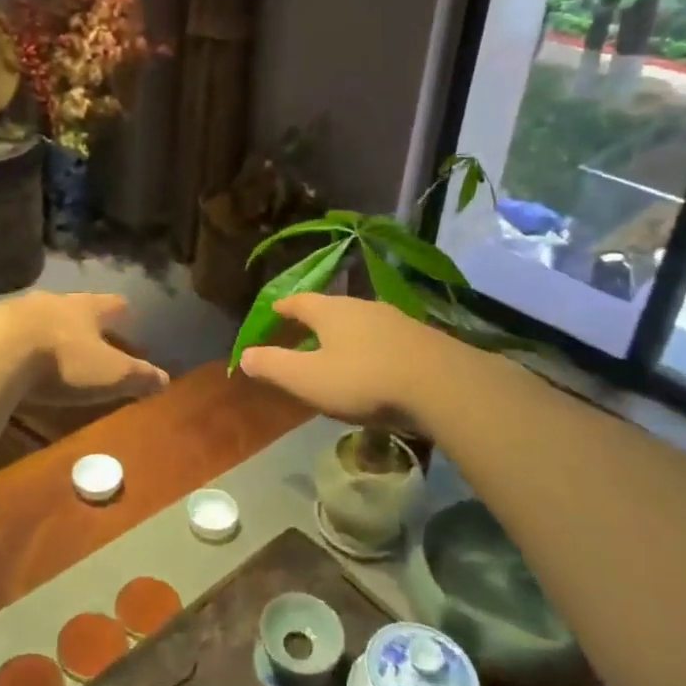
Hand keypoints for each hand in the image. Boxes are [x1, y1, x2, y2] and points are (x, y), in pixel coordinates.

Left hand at [3, 292, 169, 404]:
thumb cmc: (62, 361)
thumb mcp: (108, 375)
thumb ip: (137, 376)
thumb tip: (165, 378)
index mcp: (87, 308)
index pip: (113, 304)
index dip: (122, 313)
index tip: (128, 318)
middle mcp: (54, 301)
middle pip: (75, 307)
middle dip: (83, 322)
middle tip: (90, 339)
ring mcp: (16, 309)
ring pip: (40, 316)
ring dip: (47, 331)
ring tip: (50, 351)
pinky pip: (7, 332)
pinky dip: (15, 344)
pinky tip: (12, 362)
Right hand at [236, 294, 455, 431]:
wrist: (441, 384)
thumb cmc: (364, 379)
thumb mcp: (308, 379)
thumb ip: (274, 366)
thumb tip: (244, 355)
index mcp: (330, 311)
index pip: (299, 301)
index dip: (284, 306)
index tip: (274, 310)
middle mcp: (362, 306)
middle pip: (332, 307)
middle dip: (316, 319)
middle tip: (303, 331)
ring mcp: (395, 320)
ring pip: (362, 321)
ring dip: (347, 333)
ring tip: (339, 349)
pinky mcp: (421, 338)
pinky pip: (386, 337)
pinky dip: (373, 346)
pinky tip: (377, 363)